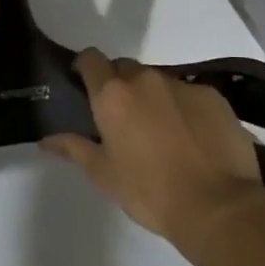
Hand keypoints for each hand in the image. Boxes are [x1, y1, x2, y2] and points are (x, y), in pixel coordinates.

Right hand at [41, 50, 264, 245]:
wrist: (218, 206)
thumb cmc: (150, 192)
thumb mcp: (103, 175)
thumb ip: (74, 148)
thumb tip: (46, 139)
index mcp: (113, 94)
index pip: (91, 59)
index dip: (85, 68)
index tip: (85, 86)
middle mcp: (145, 79)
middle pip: (125, 67)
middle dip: (120, 84)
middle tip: (123, 117)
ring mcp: (183, 85)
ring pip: (158, 80)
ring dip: (153, 96)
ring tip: (161, 130)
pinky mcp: (214, 96)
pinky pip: (190, 93)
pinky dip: (184, 107)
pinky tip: (192, 137)